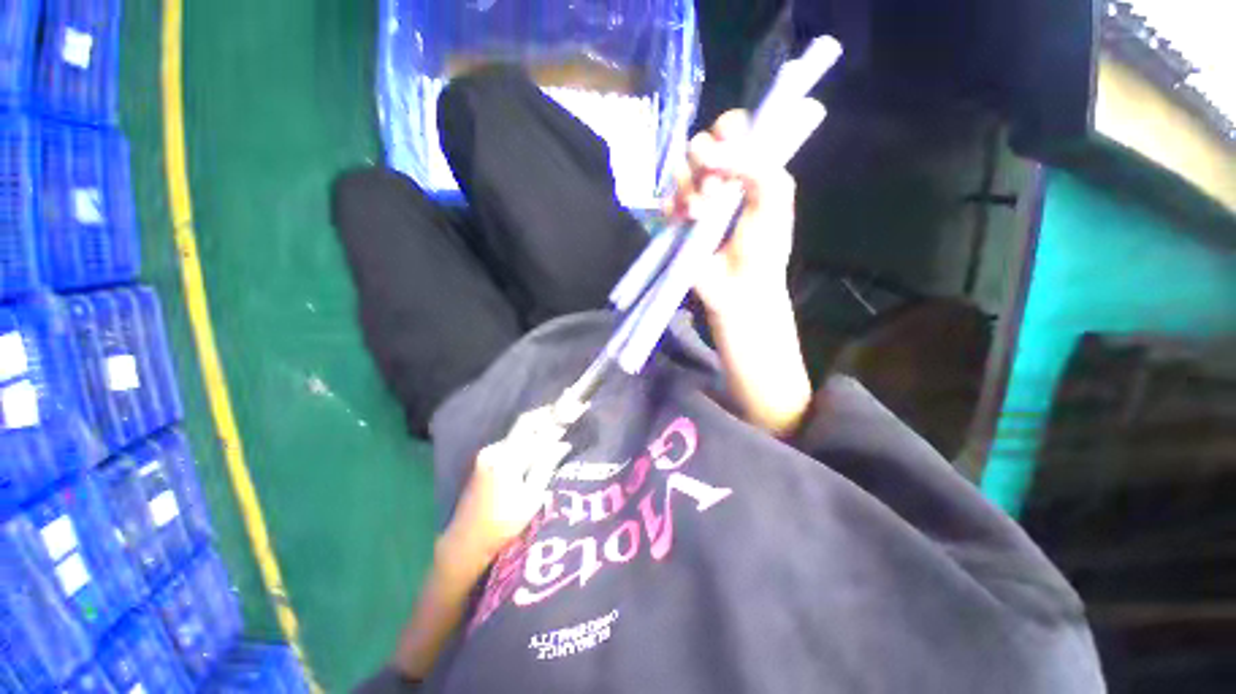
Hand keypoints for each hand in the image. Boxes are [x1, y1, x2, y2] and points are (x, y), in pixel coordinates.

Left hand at [441, 407, 572, 569]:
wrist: (465, 542)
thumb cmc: (501, 525)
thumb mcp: (530, 498)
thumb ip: (546, 466)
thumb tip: (563, 444)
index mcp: (505, 458)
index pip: (530, 424)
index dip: (552, 413)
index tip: (571, 406)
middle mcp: (494, 449)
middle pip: (524, 424)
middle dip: (546, 417)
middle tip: (568, 415)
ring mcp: (487, 453)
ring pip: (518, 433)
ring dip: (537, 429)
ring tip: (558, 430)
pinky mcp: (485, 460)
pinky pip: (512, 442)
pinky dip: (528, 440)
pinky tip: (539, 446)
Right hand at [665, 110, 796, 315]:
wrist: (739, 288)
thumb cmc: (763, 247)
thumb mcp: (775, 199)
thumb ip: (757, 164)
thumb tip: (711, 153)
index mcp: (748, 168)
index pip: (732, 129)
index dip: (726, 130)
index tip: (728, 147)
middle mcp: (720, 179)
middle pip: (700, 145)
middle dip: (706, 164)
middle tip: (716, 190)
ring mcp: (695, 200)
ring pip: (680, 171)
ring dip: (690, 189)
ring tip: (700, 214)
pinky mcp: (677, 221)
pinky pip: (665, 199)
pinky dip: (672, 206)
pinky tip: (683, 220)